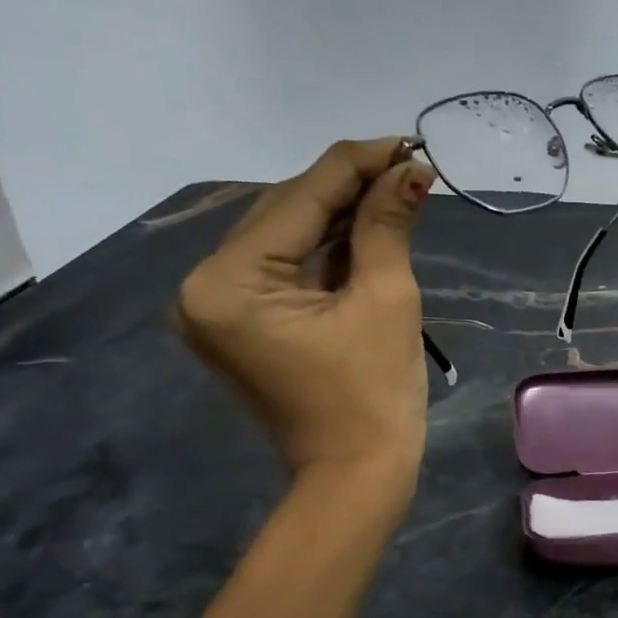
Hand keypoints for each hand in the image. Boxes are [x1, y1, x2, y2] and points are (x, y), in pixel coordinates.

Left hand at [175, 138, 433, 489]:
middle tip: (407, 165)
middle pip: (283, 214)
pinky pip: (286, 270)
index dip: (356, 165)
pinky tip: (367, 226)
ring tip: (395, 189)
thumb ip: (387, 225)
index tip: (406, 142)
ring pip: (286, 239)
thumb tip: (412, 170)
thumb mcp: (385, 300)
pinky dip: (327, 250)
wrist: (357, 476)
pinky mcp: (242, 323)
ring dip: (340, 215)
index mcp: (228, 283)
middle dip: (347, 187)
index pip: (297, 200)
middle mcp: (206, 287)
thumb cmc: (375, 395)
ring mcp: (220, 308)